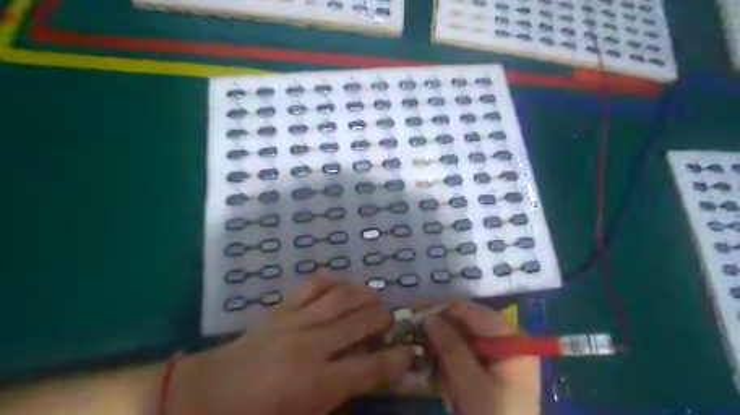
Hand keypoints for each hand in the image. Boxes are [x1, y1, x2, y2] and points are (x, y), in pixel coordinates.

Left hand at [174, 272, 415, 414]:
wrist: (206, 394)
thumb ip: (338, 400)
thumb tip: (366, 379)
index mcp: (316, 384)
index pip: (370, 367)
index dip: (397, 358)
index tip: (410, 351)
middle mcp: (311, 347)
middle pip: (360, 322)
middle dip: (383, 318)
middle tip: (391, 320)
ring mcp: (295, 322)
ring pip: (340, 298)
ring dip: (364, 294)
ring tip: (375, 298)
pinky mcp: (281, 309)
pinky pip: (312, 286)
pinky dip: (332, 281)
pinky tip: (343, 285)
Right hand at [425, 300, 540, 414]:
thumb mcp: (470, 385)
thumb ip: (450, 348)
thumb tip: (428, 317)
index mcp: (510, 337)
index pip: (469, 310)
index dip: (440, 309)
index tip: (413, 313)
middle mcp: (508, 339)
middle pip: (466, 324)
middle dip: (442, 335)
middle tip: (417, 342)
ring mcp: (502, 354)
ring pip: (464, 340)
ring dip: (447, 356)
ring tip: (441, 380)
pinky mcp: (495, 368)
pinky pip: (468, 355)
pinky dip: (454, 367)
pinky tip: (451, 389)